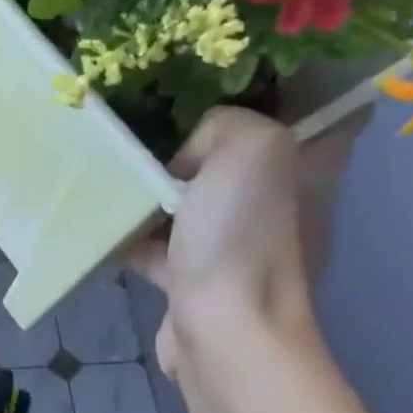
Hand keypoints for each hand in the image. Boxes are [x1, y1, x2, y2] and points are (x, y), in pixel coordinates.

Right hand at [129, 106, 368, 378]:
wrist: (223, 332)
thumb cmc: (242, 237)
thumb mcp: (248, 146)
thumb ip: (221, 124)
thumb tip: (184, 162)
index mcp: (307, 166)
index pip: (306, 108)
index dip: (268, 86)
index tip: (216, 80)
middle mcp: (279, 202)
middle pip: (237, 152)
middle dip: (195, 136)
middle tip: (148, 121)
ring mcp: (238, 244)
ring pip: (195, 196)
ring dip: (158, 187)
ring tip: (116, 167)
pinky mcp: (199, 277)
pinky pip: (163, 242)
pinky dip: (136, 233)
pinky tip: (104, 221)